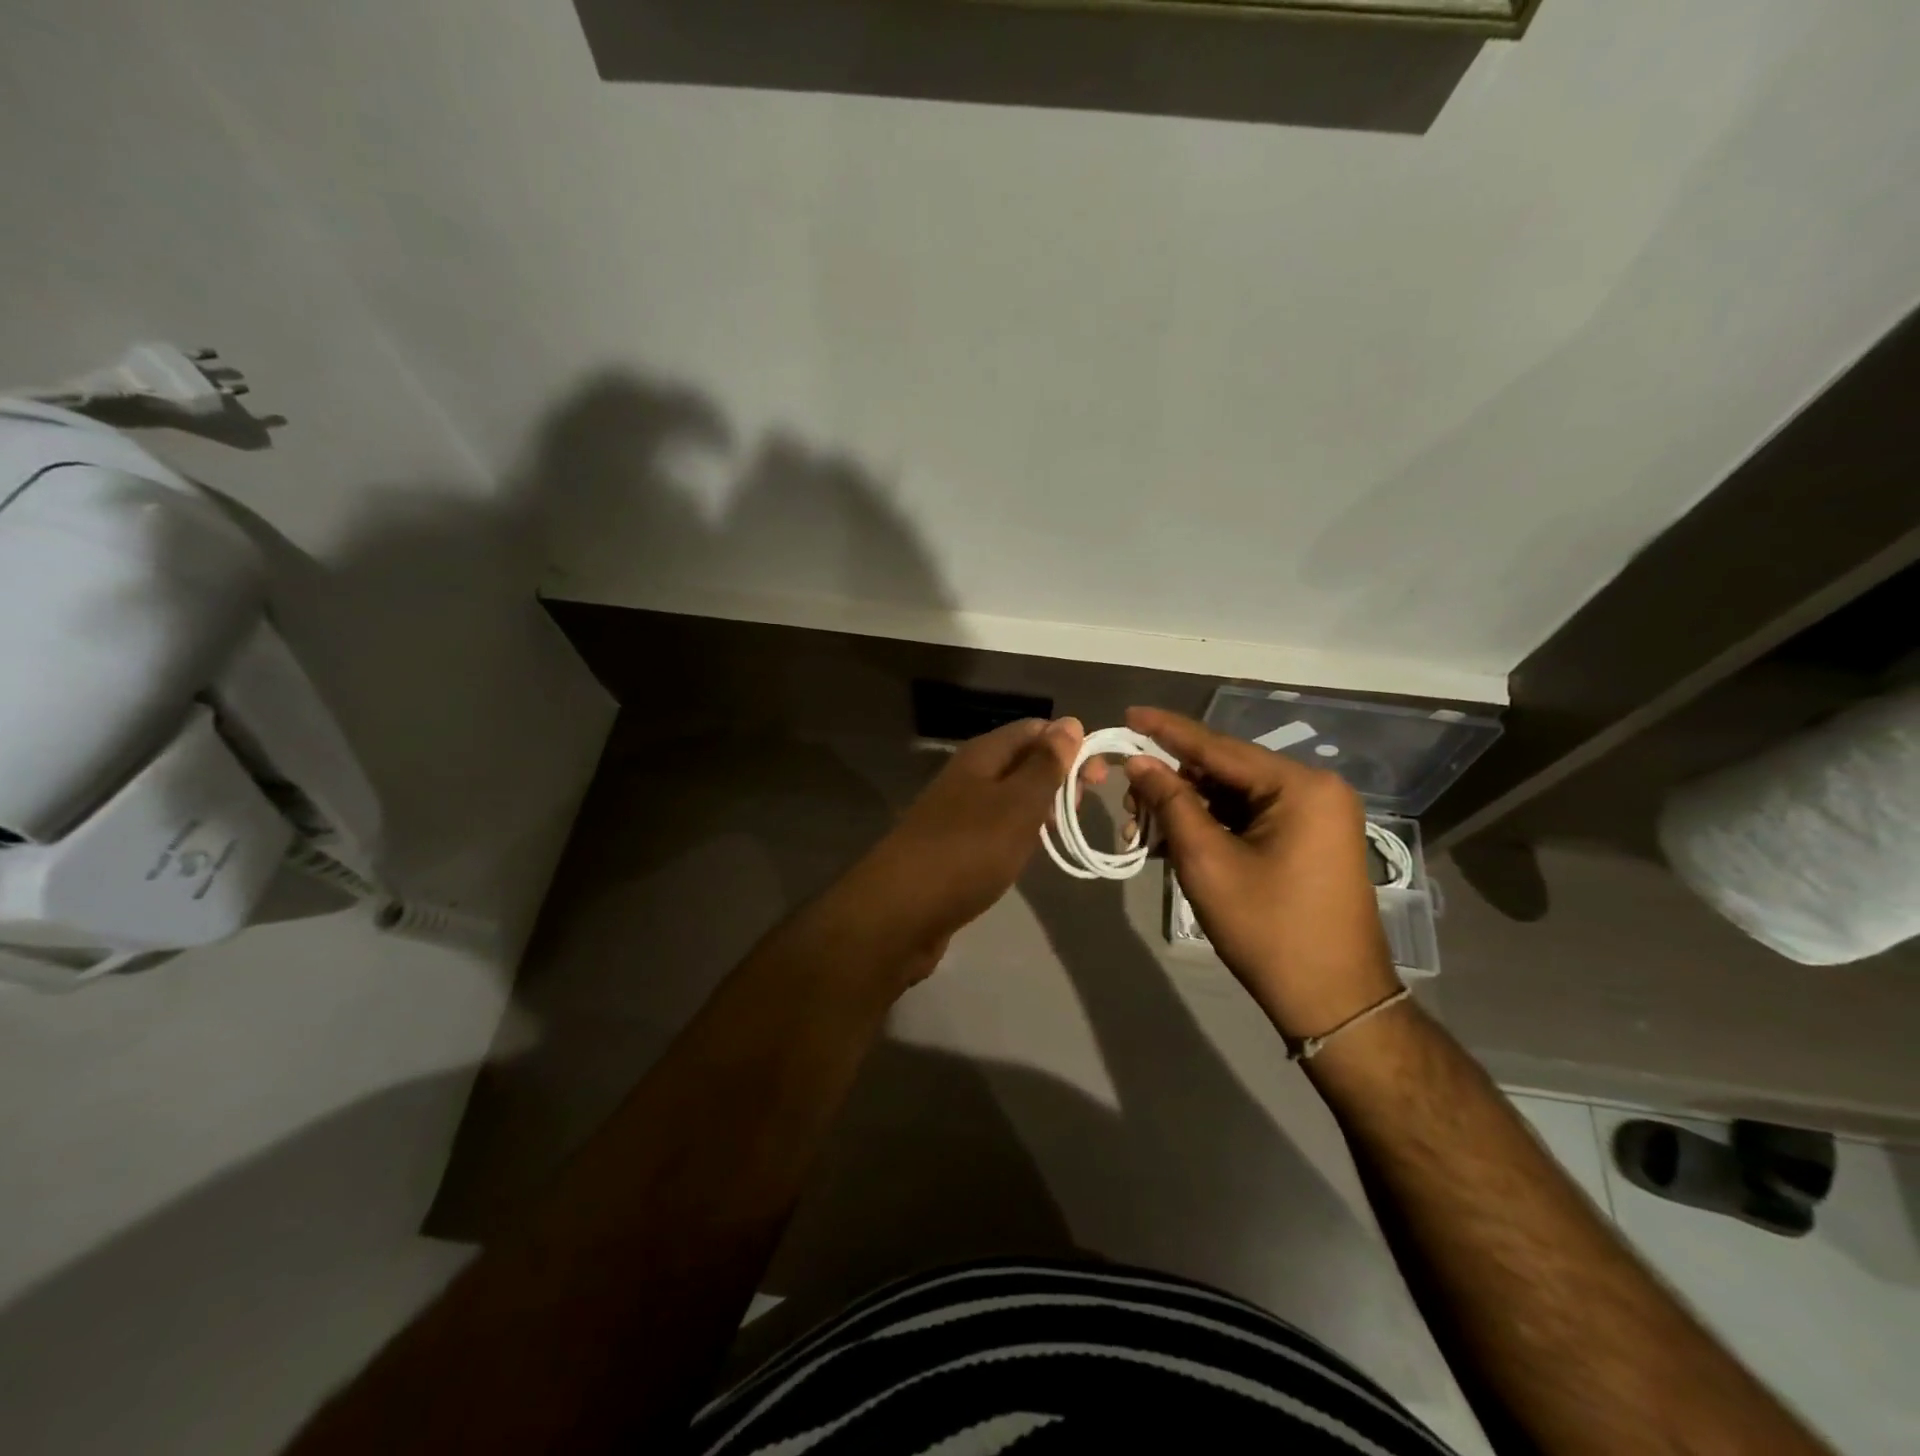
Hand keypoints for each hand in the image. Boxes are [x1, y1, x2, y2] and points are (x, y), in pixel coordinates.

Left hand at [852, 717, 1083, 970]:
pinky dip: (1018, 832)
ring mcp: (956, 812)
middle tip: (1084, 806)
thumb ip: (1045, 765)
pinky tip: (1030, 851)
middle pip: (1020, 761)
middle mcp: (967, 776)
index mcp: (982, 756)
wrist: (900, 912)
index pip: (1033, 729)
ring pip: (1008, 795)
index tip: (1099, 776)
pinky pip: (994, 826)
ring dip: (1040, 805)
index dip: (1069, 744)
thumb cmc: (967, 851)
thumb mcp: (1017, 805)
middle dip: (1057, 776)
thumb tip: (1070, 723)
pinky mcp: (952, 846)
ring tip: (1065, 828)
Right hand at [1122, 707, 1399, 1039]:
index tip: (1128, 714)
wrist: (1332, 1000)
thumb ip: (1171, 802)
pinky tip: (1174, 841)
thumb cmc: (1267, 928)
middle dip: (1172, 783)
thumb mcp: (1207, 861)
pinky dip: (1212, 827)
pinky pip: (1250, 818)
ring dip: (1187, 809)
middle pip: (1225, 771)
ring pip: (1234, 797)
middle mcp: (1314, 790)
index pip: (1218, 747)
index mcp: (1299, 787)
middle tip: (1127, 801)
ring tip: (1142, 829)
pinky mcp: (1310, 841)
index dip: (1167, 731)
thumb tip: (1139, 762)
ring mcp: (1316, 816)